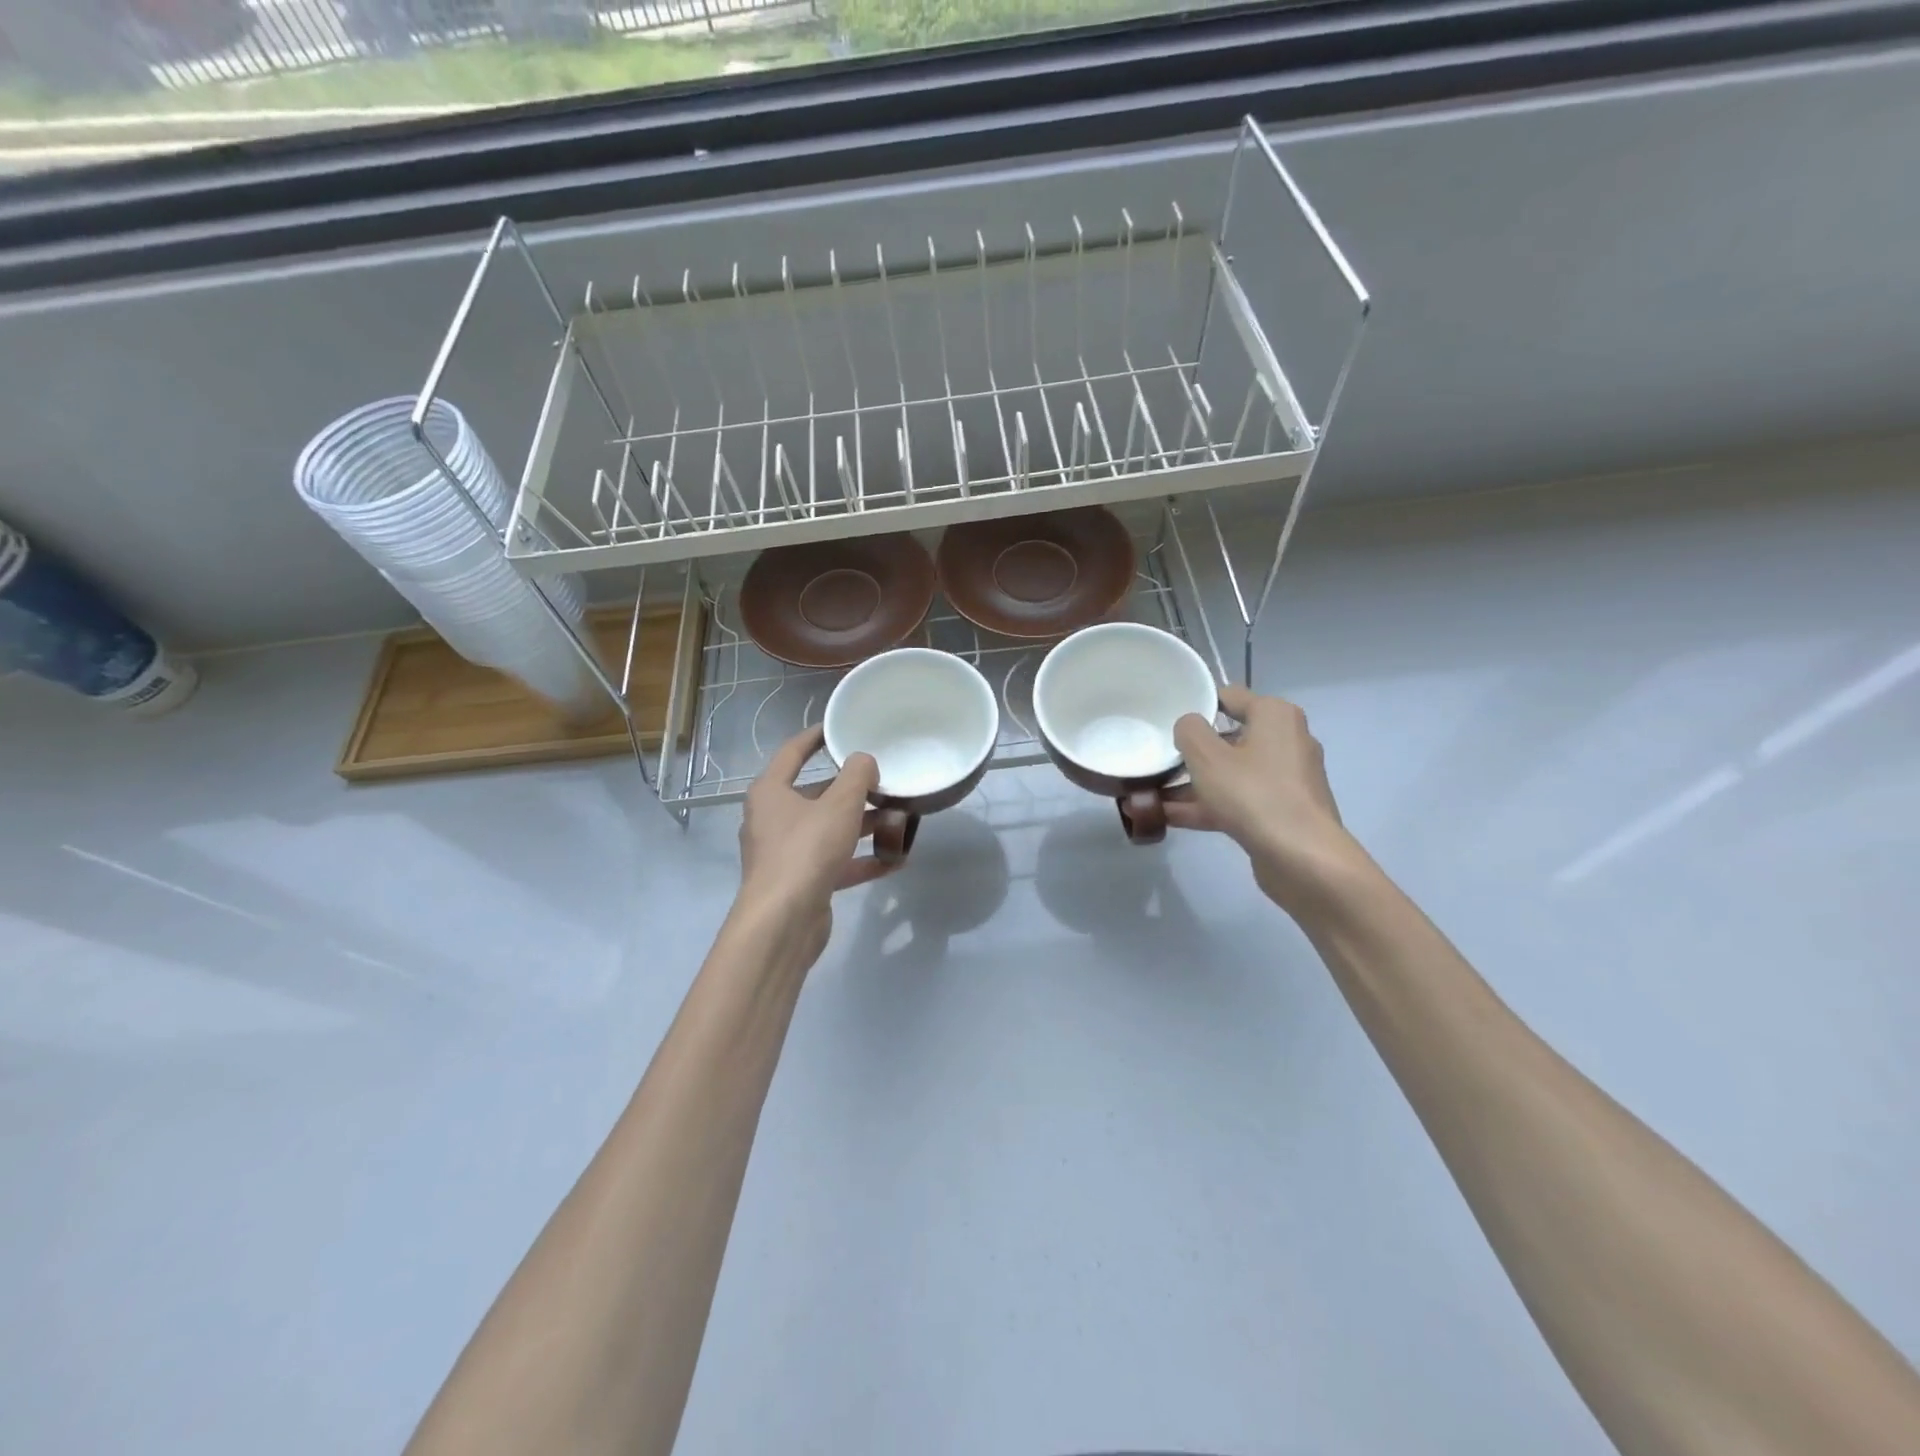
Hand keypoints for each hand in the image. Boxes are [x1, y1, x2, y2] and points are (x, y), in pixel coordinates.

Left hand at [736, 726, 892, 956]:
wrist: (783, 922)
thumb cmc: (806, 850)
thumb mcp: (839, 805)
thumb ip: (857, 776)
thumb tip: (864, 761)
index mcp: (771, 792)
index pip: (793, 752)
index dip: (816, 736)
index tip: (840, 727)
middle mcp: (773, 819)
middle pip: (816, 794)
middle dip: (852, 790)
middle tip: (885, 781)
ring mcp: (786, 853)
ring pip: (829, 829)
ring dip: (863, 825)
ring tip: (899, 820)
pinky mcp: (801, 881)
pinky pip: (835, 862)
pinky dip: (861, 859)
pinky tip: (894, 860)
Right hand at [1169, 685, 1363, 913]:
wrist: (1302, 858)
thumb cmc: (1253, 794)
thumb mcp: (1207, 756)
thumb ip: (1189, 731)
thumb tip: (1189, 726)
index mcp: (1275, 716)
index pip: (1229, 697)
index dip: (1196, 705)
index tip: (1166, 720)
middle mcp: (1286, 741)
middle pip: (1228, 738)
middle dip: (1191, 752)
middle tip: (1157, 759)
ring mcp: (1285, 779)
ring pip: (1230, 773)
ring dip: (1193, 784)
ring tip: (1151, 794)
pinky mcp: (1281, 811)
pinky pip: (1237, 800)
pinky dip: (1208, 806)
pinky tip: (1169, 818)